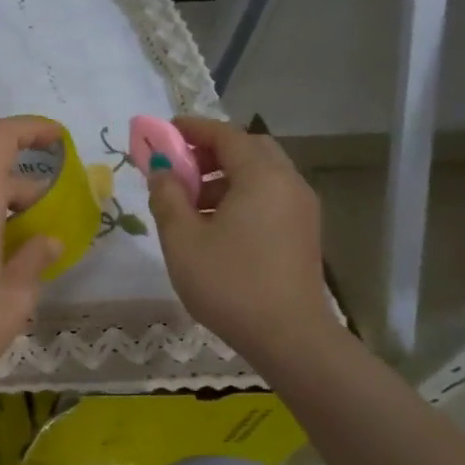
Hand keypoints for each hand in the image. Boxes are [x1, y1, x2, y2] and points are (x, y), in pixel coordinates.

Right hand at [146, 117, 336, 363]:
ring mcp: (301, 208)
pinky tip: (214, 224)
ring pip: (261, 174)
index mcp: (261, 177)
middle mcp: (288, 184)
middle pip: (249, 149)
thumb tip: (161, 170)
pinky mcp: (303, 231)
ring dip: (225, 176)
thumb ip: (167, 197)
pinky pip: (269, 196)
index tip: (164, 132)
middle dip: (211, 151)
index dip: (193, 129)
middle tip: (179, 166)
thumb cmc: (229, 283)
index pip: (226, 135)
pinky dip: (241, 195)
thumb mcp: (182, 239)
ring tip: (189, 201)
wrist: (288, 336)